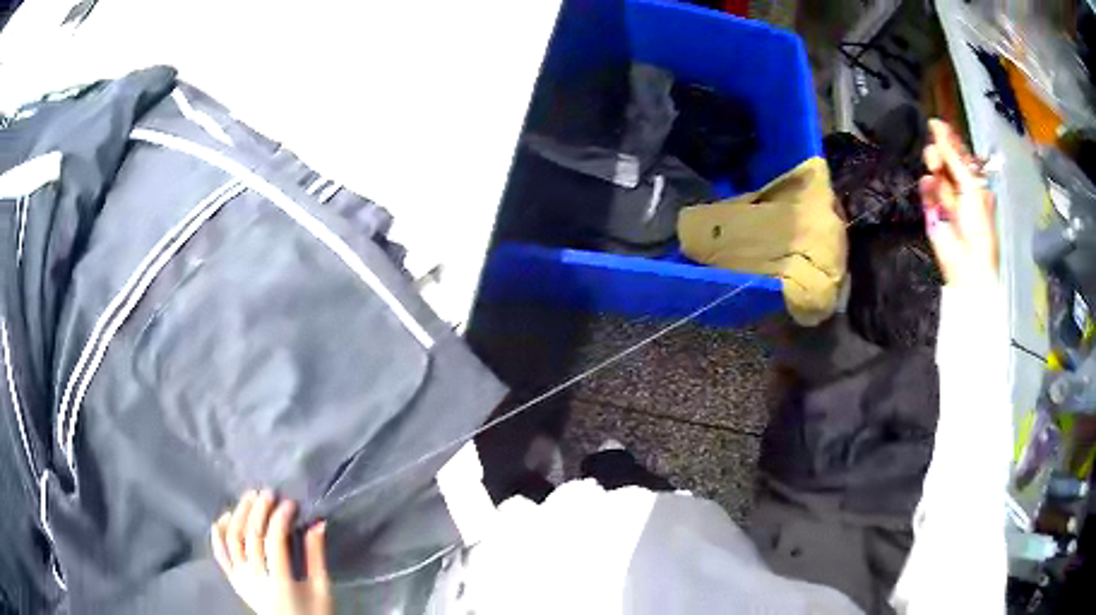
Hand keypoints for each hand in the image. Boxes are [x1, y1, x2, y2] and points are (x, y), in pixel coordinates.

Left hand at [211, 491, 331, 614]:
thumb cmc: (314, 614)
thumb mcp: (322, 589)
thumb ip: (316, 556)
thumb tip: (317, 522)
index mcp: (280, 584)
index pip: (274, 541)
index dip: (281, 517)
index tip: (291, 503)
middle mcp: (255, 579)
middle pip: (251, 536)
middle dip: (259, 509)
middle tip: (270, 492)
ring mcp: (240, 579)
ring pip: (232, 539)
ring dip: (239, 513)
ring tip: (250, 497)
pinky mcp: (233, 580)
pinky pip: (220, 553)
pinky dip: (219, 532)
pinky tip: (226, 516)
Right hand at [919, 119, 999, 284]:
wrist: (969, 263)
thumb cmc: (979, 226)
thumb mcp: (971, 185)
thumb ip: (954, 157)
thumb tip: (937, 126)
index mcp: (975, 182)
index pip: (961, 154)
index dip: (950, 139)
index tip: (936, 124)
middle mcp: (961, 187)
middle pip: (945, 160)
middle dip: (940, 152)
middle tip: (936, 153)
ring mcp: (946, 200)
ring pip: (935, 173)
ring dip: (934, 166)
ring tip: (933, 167)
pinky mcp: (932, 212)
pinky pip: (927, 192)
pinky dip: (927, 187)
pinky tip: (929, 185)